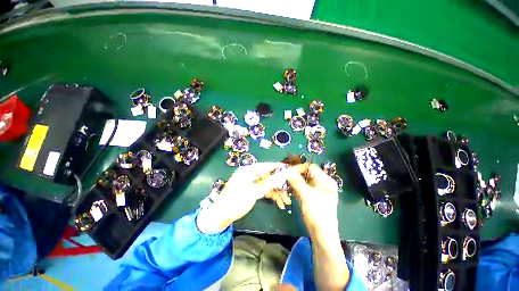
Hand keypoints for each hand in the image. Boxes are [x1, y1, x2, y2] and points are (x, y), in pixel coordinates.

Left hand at [197, 162, 289, 233]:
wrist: (220, 216)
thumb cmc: (236, 202)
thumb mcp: (254, 192)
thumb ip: (269, 182)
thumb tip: (284, 174)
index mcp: (249, 170)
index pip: (267, 166)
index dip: (279, 168)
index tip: (292, 170)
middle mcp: (250, 173)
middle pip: (269, 176)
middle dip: (280, 185)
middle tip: (290, 192)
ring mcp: (251, 181)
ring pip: (267, 184)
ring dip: (276, 192)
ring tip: (286, 202)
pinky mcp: (251, 189)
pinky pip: (263, 189)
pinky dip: (270, 195)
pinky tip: (279, 203)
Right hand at [287, 164, 339, 237]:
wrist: (321, 234)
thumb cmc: (318, 214)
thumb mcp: (307, 195)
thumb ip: (297, 181)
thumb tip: (287, 169)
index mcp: (325, 180)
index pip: (310, 167)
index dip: (299, 168)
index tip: (287, 171)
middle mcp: (321, 182)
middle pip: (306, 173)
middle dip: (295, 174)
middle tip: (284, 176)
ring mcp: (315, 189)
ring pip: (302, 180)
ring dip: (293, 181)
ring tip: (284, 183)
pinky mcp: (310, 195)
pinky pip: (301, 186)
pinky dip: (294, 186)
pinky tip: (287, 189)